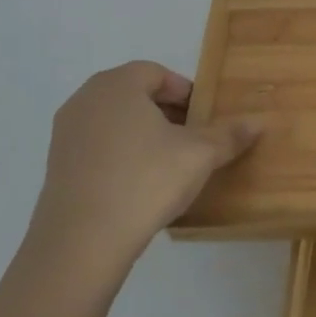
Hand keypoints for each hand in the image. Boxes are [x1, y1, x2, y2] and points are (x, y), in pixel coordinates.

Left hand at [27, 62, 260, 281]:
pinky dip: (121, 155)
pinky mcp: (56, 166)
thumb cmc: (145, 181)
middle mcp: (86, 99)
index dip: (186, 92)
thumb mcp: (200, 155)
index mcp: (118, 84)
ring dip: (143, 133)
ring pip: (115, 121)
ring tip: (168, 163)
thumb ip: (230, 135)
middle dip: (166, 112)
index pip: (158, 73)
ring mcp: (65, 133)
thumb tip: (260, 122)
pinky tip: (139, 184)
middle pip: (135, 94)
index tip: (204, 118)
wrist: (81, 244)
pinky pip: (97, 146)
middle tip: (192, 138)